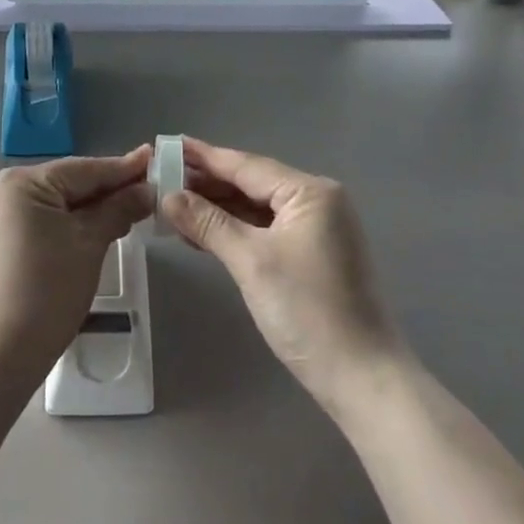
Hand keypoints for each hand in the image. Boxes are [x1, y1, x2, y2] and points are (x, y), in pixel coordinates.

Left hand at [0, 149, 152, 381]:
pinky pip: (39, 222)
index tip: (155, 158)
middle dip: (108, 190)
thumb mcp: (89, 244)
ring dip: (90, 209)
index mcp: (21, 181)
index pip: (84, 169)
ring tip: (129, 210)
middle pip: (67, 184)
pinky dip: (68, 225)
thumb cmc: (46, 291)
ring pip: (54, 204)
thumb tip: (147, 189)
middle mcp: (2, 190)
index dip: (123, 168)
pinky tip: (94, 231)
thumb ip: (118, 209)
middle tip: (148, 190)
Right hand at [160, 139, 404, 415]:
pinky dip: (236, 230)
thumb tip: (167, 196)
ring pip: (258, 208)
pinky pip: (266, 230)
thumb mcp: (251, 262)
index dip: (204, 156)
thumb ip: (208, 223)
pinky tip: (203, 233)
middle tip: (161, 177)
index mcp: (309, 193)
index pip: (246, 165)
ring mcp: (318, 229)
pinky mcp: (313, 255)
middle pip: (252, 183)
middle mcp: (317, 201)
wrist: (362, 379)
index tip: (168, 144)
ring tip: (173, 205)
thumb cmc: (307, 312)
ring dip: (218, 209)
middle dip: (208, 184)